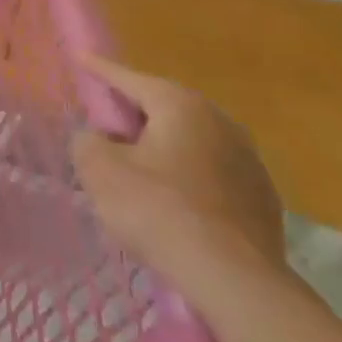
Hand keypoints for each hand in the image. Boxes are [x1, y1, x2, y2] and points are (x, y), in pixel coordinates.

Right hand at [72, 58, 285, 288]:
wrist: (235, 282)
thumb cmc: (158, 211)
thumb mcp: (99, 169)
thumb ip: (87, 141)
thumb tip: (97, 138)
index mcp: (181, 105)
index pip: (129, 78)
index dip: (99, 69)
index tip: (79, 58)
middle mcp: (221, 122)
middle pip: (165, 107)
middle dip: (134, 111)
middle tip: (105, 120)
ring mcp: (249, 162)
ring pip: (191, 141)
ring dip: (163, 145)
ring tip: (137, 164)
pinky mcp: (262, 200)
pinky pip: (211, 173)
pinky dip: (186, 175)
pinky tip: (171, 200)